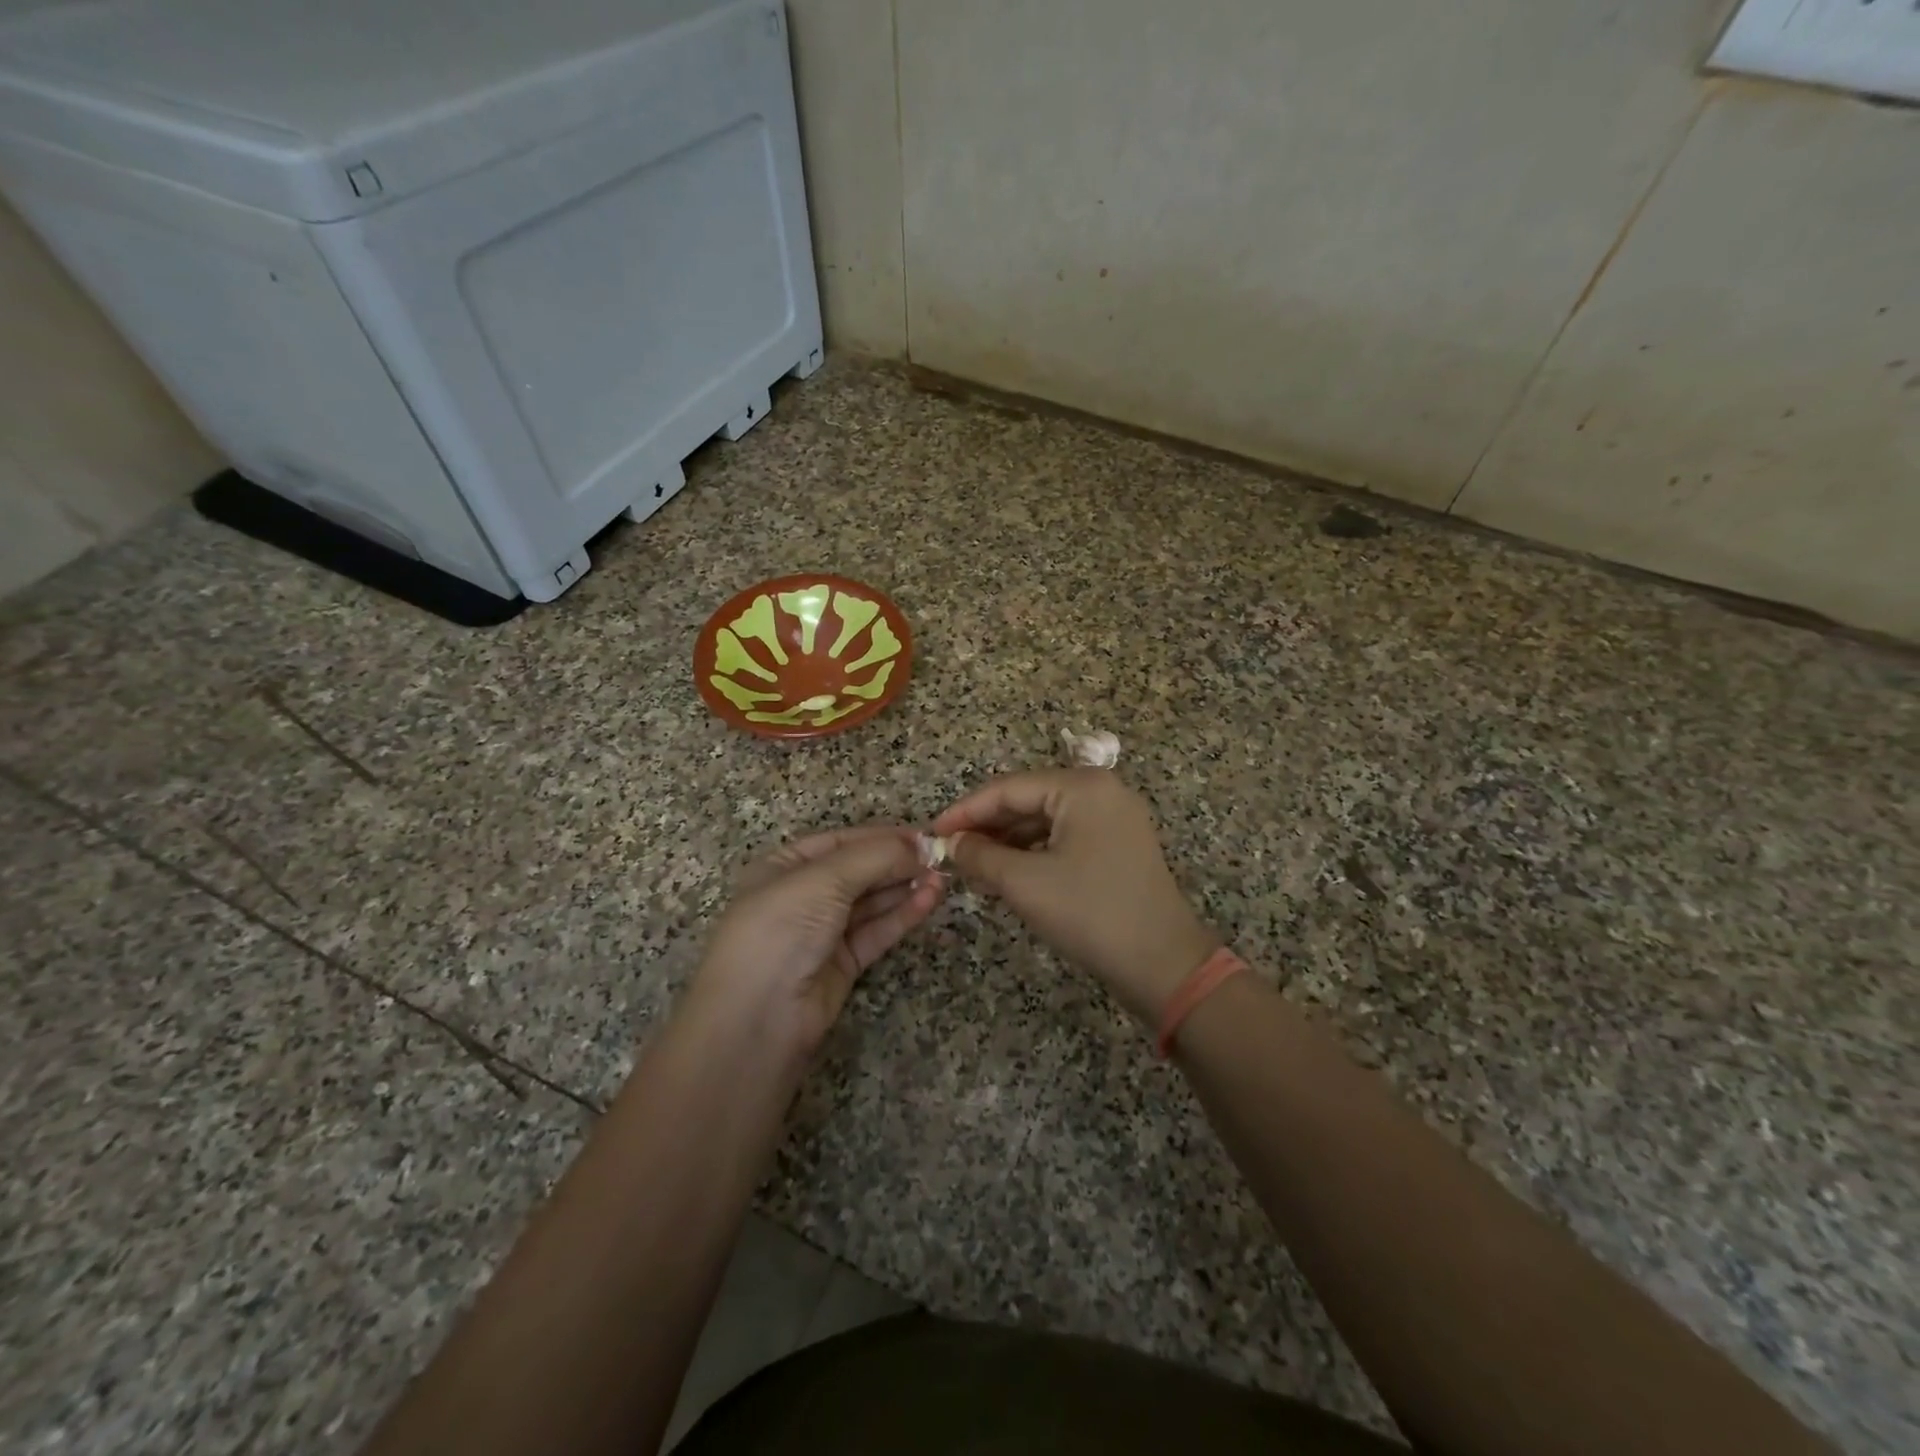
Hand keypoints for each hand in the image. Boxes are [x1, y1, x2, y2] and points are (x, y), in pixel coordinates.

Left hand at [693, 826, 944, 1056]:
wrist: (757, 1019)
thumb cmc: (780, 930)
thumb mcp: (823, 880)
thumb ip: (874, 857)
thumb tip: (919, 845)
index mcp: (784, 866)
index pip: (841, 842)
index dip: (881, 836)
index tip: (923, 835)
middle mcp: (802, 895)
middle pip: (859, 870)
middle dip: (897, 862)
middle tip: (940, 858)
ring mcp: (822, 932)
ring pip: (871, 902)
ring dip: (905, 887)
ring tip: (942, 878)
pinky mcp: (842, 964)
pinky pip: (876, 931)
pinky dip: (902, 915)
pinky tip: (929, 901)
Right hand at [933, 770, 1217, 1023]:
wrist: (1164, 964)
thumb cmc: (1091, 913)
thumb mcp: (1025, 883)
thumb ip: (981, 855)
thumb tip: (951, 844)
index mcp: (1082, 786)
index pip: (1008, 788)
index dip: (965, 811)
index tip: (932, 833)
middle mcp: (1101, 791)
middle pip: (1028, 801)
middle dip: (987, 829)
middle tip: (951, 855)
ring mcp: (1114, 819)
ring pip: (1045, 822)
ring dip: (1008, 844)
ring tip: (973, 871)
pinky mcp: (1118, 846)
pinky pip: (1064, 839)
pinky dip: (1033, 855)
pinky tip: (1007, 877)